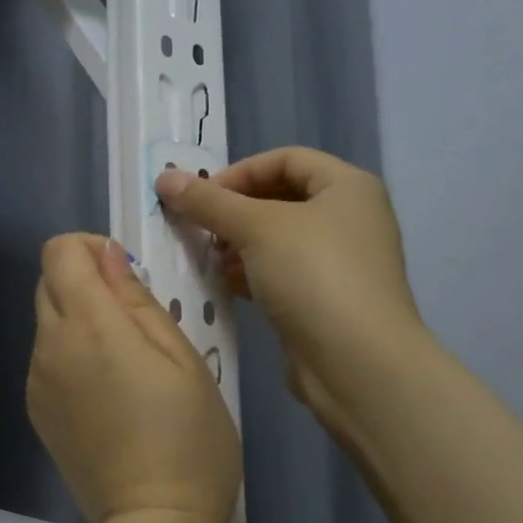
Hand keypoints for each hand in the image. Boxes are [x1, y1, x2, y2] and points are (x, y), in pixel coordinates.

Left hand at [27, 234, 239, 522]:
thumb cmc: (188, 437)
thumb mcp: (182, 357)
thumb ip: (137, 300)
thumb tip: (108, 257)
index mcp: (89, 325)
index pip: (59, 251)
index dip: (90, 248)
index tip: (126, 274)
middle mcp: (50, 345)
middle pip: (47, 282)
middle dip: (84, 281)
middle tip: (132, 318)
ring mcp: (36, 380)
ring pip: (47, 320)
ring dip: (78, 319)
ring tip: (125, 361)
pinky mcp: (36, 409)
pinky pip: (47, 358)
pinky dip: (71, 354)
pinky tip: (107, 392)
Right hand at [155, 148, 424, 431]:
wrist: (357, 364)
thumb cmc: (314, 276)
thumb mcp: (257, 228)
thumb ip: (209, 202)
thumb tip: (164, 177)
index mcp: (348, 187)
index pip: (286, 158)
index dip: (240, 171)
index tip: (202, 196)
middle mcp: (349, 218)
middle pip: (281, 197)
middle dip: (236, 210)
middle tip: (200, 227)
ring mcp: (340, 261)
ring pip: (279, 238)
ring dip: (239, 243)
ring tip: (208, 257)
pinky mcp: (326, 299)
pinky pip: (282, 272)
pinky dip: (252, 272)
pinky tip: (225, 283)